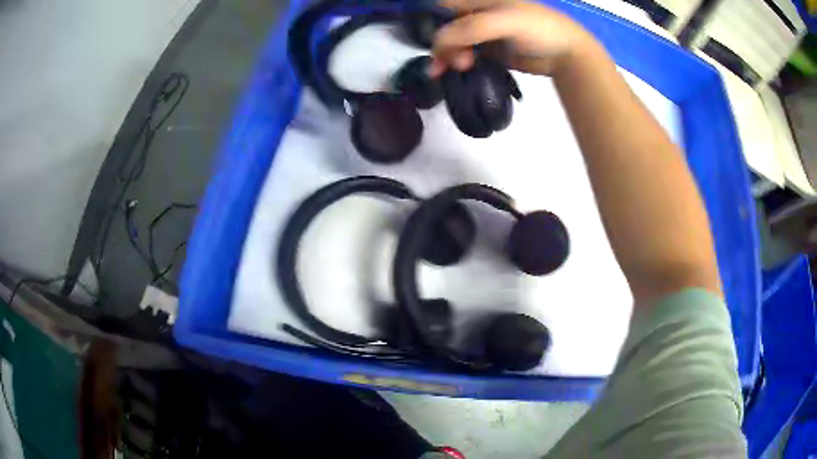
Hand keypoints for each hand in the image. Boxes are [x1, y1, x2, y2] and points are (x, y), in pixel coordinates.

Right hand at [430, 0, 594, 77]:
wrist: (568, 53)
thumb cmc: (538, 29)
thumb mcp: (502, 22)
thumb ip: (469, 29)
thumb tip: (436, 44)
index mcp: (479, 1)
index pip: (443, 7)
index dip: (434, 23)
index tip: (435, 44)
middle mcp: (478, 15)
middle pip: (447, 28)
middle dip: (444, 45)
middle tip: (455, 63)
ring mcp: (485, 35)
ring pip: (456, 44)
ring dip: (452, 57)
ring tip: (464, 68)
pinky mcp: (493, 52)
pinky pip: (470, 56)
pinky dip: (463, 65)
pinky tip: (465, 72)